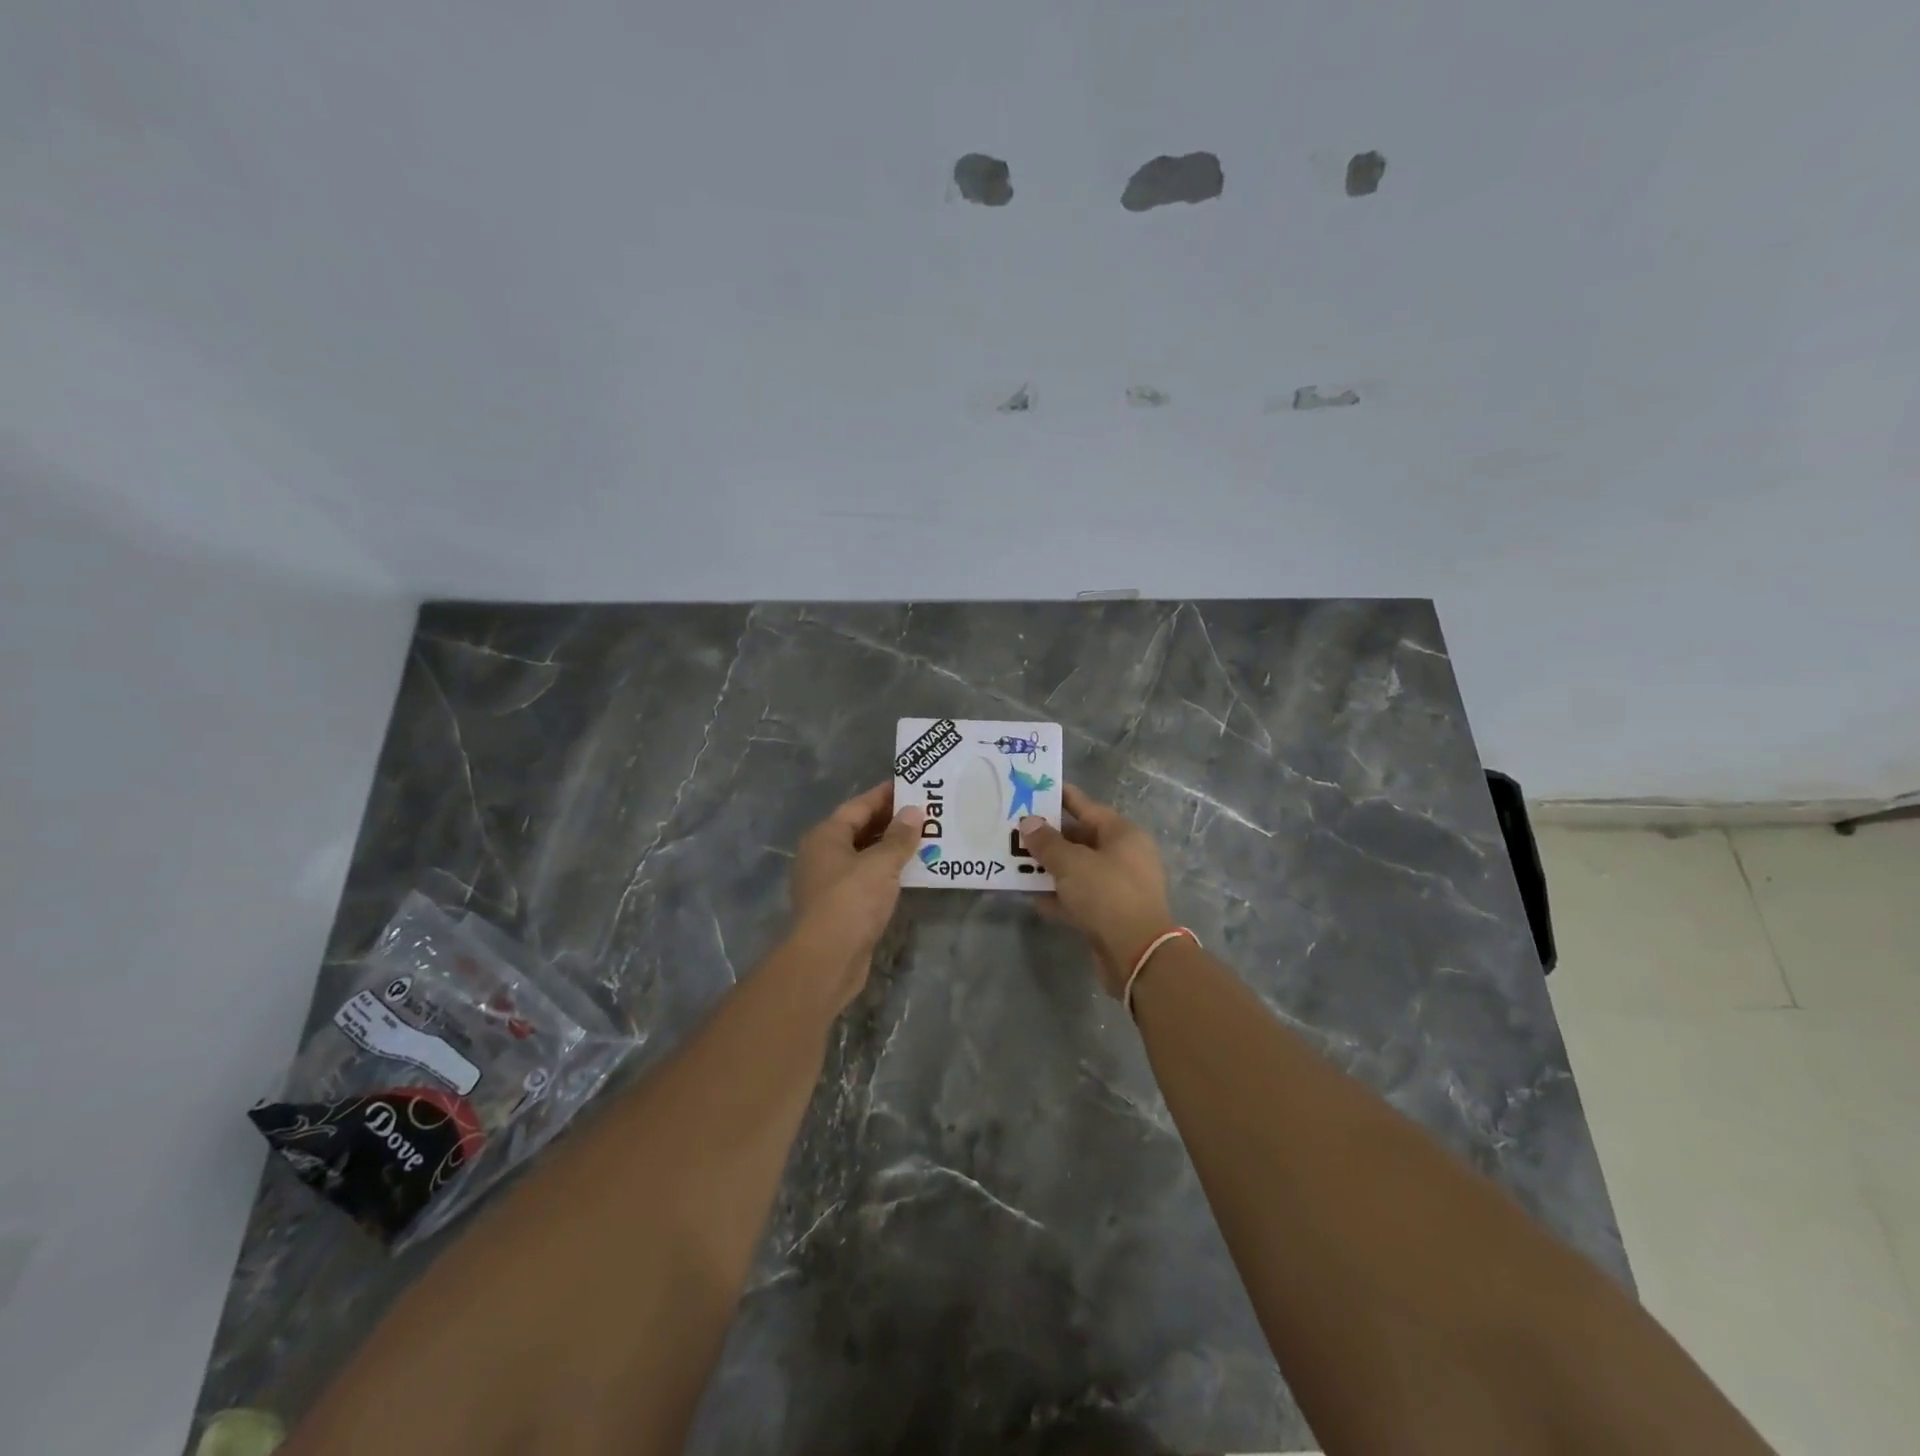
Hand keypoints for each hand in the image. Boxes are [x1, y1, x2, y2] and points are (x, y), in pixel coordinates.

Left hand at [790, 782, 924, 1006]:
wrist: (826, 960)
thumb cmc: (850, 901)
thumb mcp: (880, 864)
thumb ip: (899, 837)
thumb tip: (914, 811)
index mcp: (826, 836)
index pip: (859, 806)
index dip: (885, 795)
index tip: (913, 785)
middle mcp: (823, 855)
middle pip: (861, 829)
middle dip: (892, 821)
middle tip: (927, 811)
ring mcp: (831, 882)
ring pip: (866, 856)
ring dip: (892, 848)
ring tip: (927, 838)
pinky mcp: (842, 907)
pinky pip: (869, 879)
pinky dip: (888, 872)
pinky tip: (913, 871)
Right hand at [1018, 785, 1175, 998]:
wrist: (1137, 954)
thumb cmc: (1107, 895)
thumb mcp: (1071, 863)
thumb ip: (1046, 842)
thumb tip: (1028, 822)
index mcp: (1122, 834)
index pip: (1086, 806)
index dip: (1059, 797)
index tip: (1033, 791)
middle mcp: (1123, 856)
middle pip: (1080, 838)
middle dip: (1048, 836)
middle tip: (1015, 830)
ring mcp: (1117, 886)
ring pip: (1076, 869)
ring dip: (1049, 867)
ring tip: (1015, 861)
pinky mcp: (1109, 914)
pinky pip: (1078, 896)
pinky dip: (1057, 895)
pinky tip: (1030, 895)